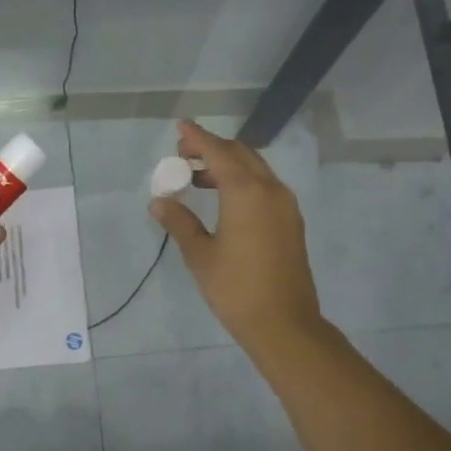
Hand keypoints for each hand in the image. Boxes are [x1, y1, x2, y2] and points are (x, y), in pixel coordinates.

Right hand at [149, 120, 325, 354]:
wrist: (284, 323)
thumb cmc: (236, 288)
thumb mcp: (200, 254)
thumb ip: (180, 222)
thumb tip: (159, 202)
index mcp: (246, 192)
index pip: (219, 152)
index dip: (198, 137)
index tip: (180, 126)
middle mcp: (270, 190)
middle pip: (240, 154)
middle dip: (212, 149)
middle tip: (184, 156)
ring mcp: (285, 205)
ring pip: (255, 169)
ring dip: (228, 165)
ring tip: (198, 178)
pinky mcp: (291, 221)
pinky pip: (265, 186)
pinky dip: (242, 181)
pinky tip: (223, 199)